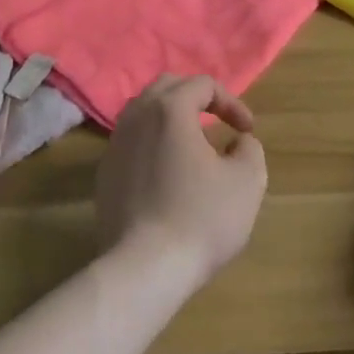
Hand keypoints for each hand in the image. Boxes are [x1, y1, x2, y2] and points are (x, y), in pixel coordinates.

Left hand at [96, 75, 267, 284]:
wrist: (143, 268)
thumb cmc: (201, 218)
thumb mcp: (246, 181)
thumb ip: (249, 149)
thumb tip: (239, 142)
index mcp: (170, 109)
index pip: (203, 84)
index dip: (232, 102)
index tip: (247, 132)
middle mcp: (136, 116)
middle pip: (167, 87)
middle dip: (197, 98)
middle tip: (218, 122)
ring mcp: (115, 144)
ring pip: (144, 113)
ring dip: (172, 119)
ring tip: (194, 145)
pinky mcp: (104, 173)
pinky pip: (132, 142)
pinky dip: (154, 143)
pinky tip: (169, 174)